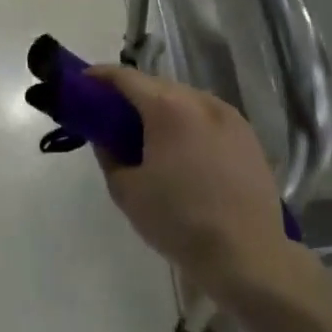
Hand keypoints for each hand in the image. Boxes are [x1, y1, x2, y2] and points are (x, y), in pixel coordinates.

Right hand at [85, 66, 288, 289]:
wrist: (247, 255)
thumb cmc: (179, 221)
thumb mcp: (127, 191)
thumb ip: (109, 155)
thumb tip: (105, 138)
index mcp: (168, 108)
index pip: (126, 77)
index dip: (100, 77)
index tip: (83, 84)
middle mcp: (200, 101)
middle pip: (157, 85)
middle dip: (132, 95)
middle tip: (112, 117)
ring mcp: (229, 116)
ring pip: (186, 100)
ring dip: (162, 108)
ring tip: (148, 135)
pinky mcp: (248, 136)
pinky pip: (208, 118)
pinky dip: (189, 123)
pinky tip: (184, 151)